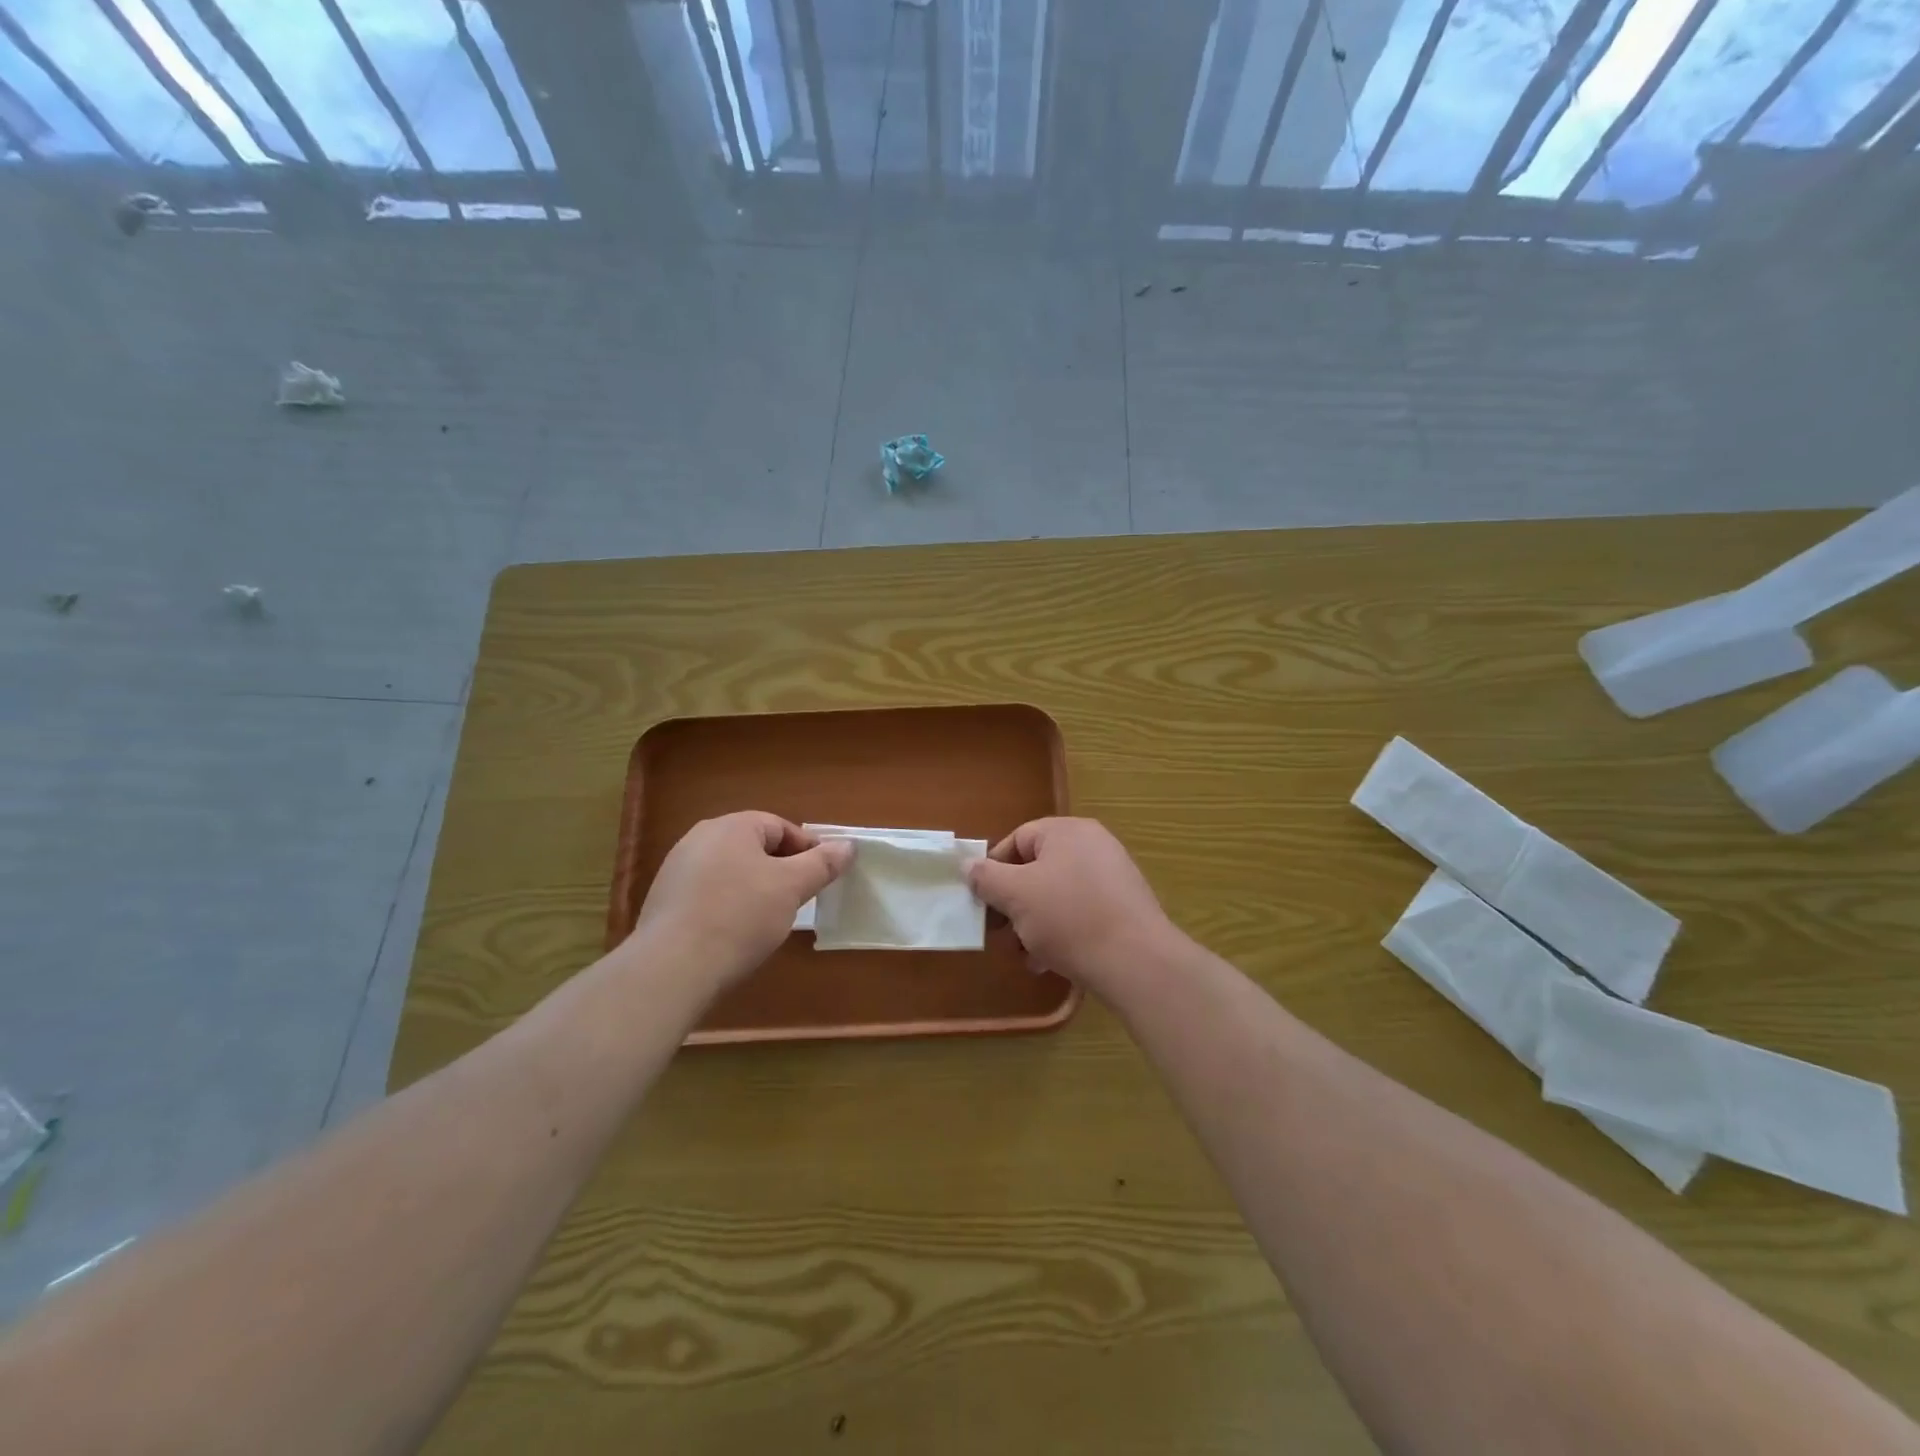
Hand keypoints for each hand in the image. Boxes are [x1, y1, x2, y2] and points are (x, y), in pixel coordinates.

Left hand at [633, 812, 851, 992]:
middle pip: (755, 847)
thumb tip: (848, 846)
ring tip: (769, 919)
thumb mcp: (791, 888)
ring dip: (755, 888)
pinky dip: (729, 905)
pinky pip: (709, 893)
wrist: (671, 968)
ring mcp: (677, 869)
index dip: (808, 849)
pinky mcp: (665, 901)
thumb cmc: (740, 917)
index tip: (822, 878)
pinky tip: (736, 932)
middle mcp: (700, 838)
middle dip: (781, 870)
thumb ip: (822, 864)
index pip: (780, 827)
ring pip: (732, 871)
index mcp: (731, 826)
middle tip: (799, 899)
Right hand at [967, 817, 1179, 995]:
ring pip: (1057, 895)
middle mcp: (1093, 846)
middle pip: (1037, 869)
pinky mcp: (1124, 908)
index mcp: (1067, 831)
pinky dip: (1060, 933)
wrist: (1136, 961)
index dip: (994, 869)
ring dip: (1033, 924)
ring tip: (1024, 955)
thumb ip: (987, 878)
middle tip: (1000, 933)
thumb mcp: (1016, 895)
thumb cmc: (1069, 918)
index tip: (982, 901)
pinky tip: (1049, 963)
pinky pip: (1081, 913)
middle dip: (1013, 903)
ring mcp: (1112, 877)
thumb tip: (968, 865)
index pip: (1018, 839)